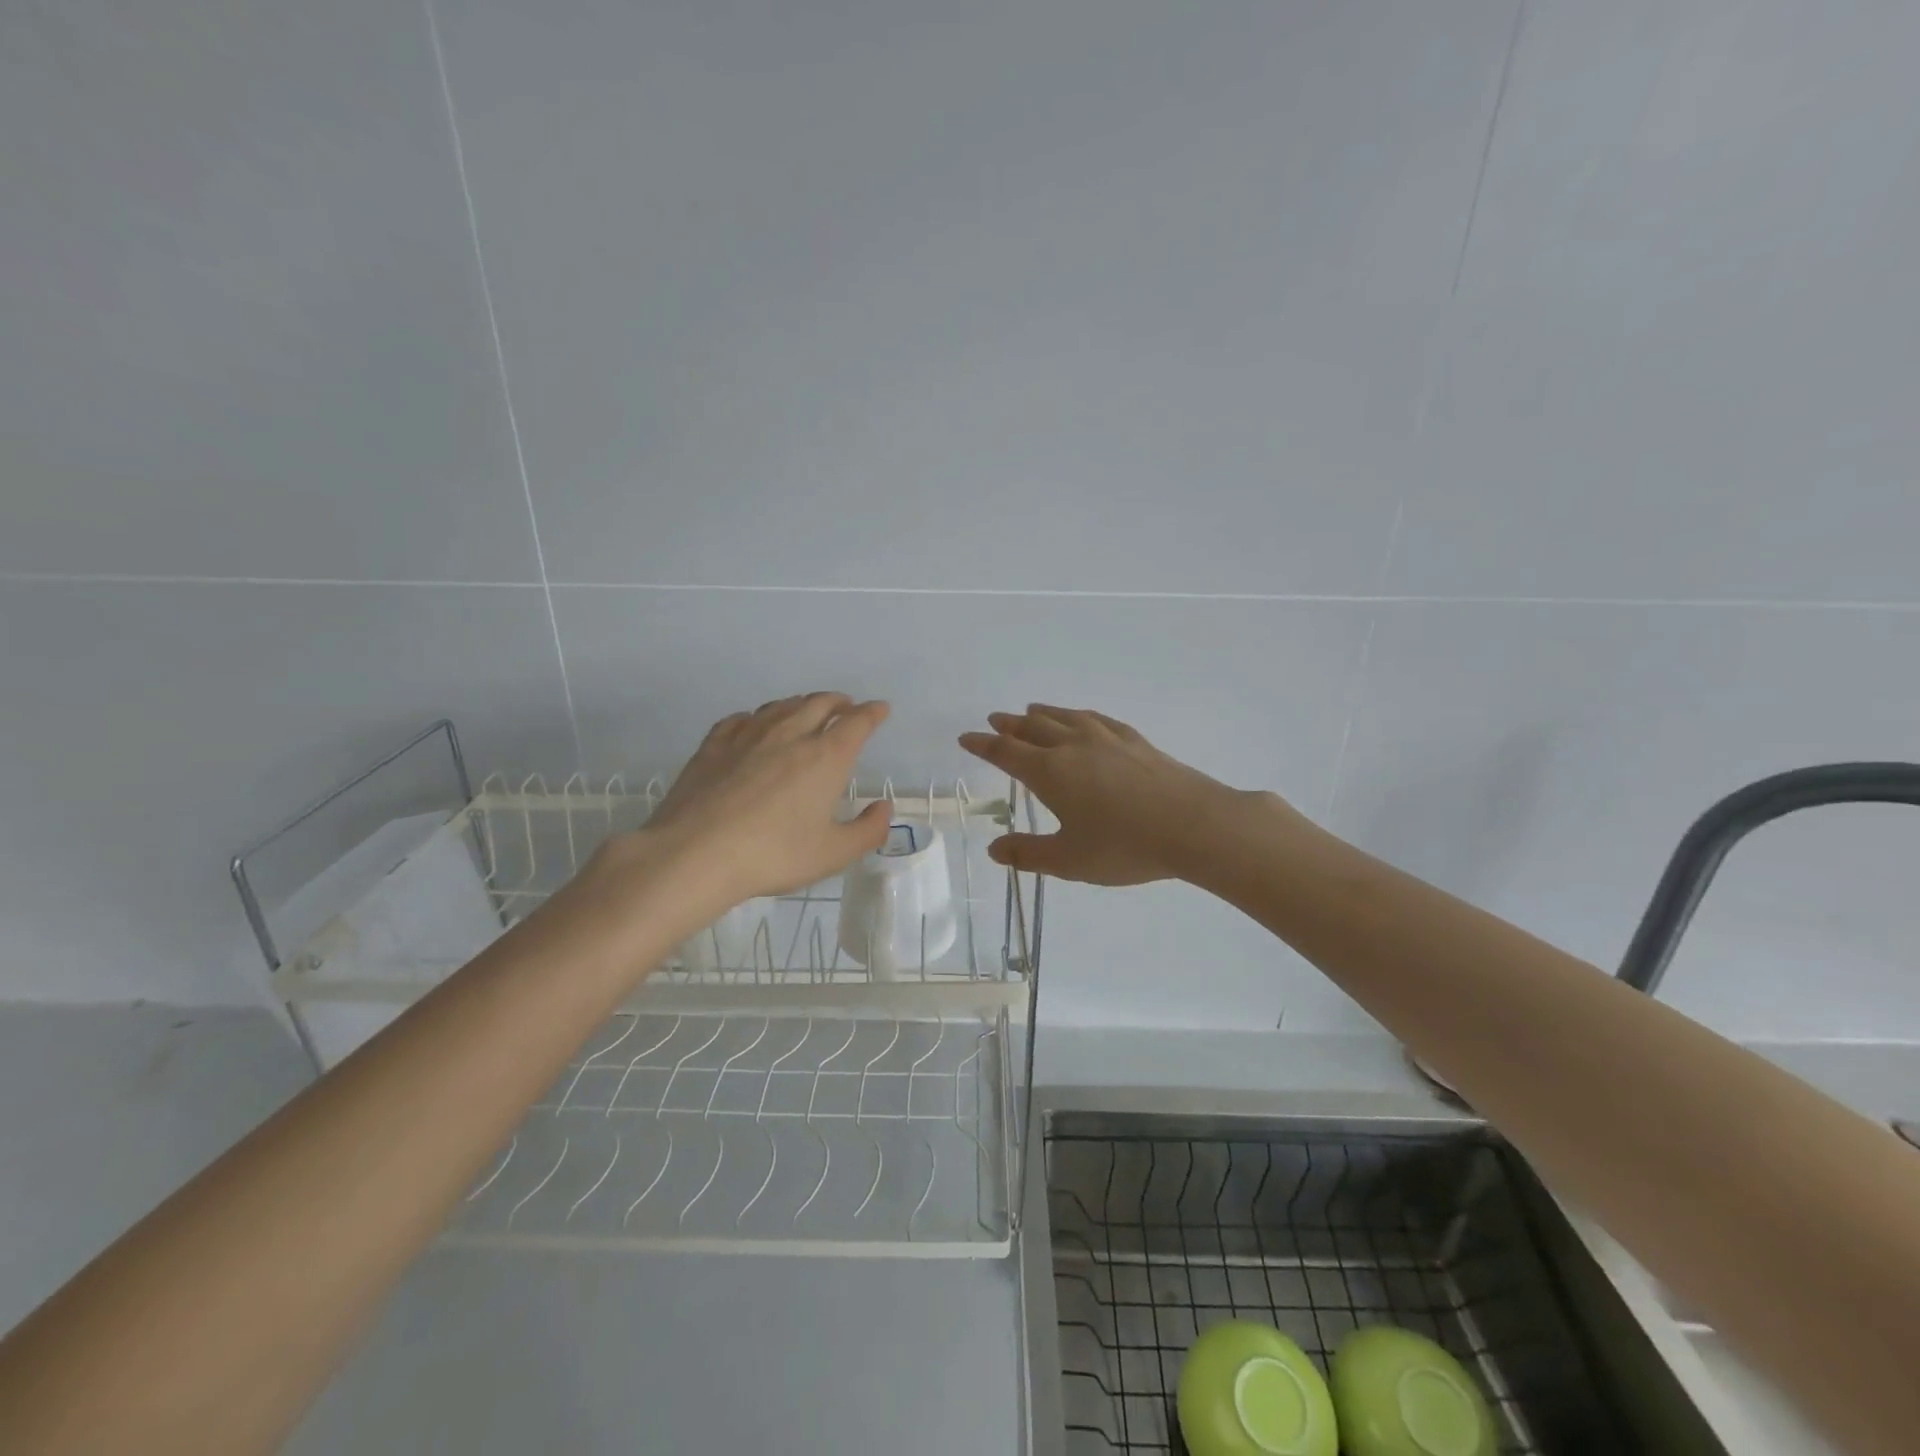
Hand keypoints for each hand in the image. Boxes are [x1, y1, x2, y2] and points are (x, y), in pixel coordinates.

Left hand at [609, 693, 892, 908]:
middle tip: (846, 707)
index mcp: (825, 757)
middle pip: (819, 703)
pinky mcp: (714, 745)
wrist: (694, 854)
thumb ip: (867, 831)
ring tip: (807, 710)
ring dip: (802, 704)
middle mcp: (790, 735)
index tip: (880, 709)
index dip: (872, 713)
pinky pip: (743, 718)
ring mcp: (748, 736)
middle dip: (839, 702)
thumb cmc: (773, 854)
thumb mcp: (833, 854)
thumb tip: (883, 808)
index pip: (856, 722)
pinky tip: (755, 725)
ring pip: (781, 706)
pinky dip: (759, 716)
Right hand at [960, 705, 1281, 884]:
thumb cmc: (1124, 846)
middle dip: (1009, 725)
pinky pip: (1096, 718)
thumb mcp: (1069, 860)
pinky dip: (1079, 715)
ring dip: (1042, 714)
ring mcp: (1106, 739)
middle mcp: (1072, 746)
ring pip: (1064, 717)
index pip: (1006, 752)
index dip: (983, 745)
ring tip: (1030, 710)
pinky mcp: (1135, 740)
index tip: (967, 738)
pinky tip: (1083, 718)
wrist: (1193, 825)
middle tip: (994, 719)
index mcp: (1049, 772)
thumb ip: (1028, 854)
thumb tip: (994, 848)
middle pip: (1032, 728)